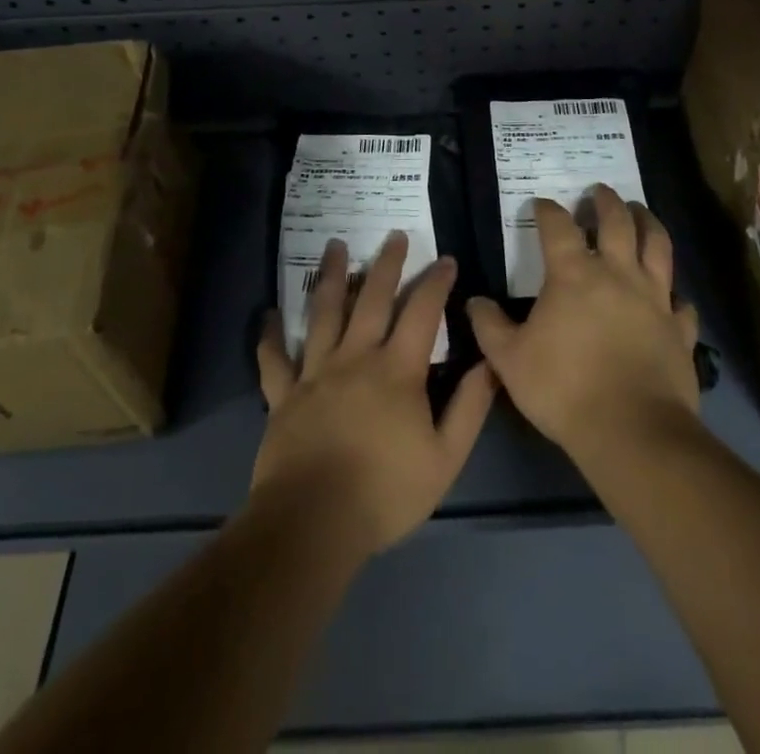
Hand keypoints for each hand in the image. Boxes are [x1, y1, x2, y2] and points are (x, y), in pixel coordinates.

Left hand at [253, 233, 495, 559]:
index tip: (446, 259)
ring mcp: (315, 372)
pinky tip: (269, 315)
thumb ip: (469, 408)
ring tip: (335, 246)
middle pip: (372, 298)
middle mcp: (356, 357)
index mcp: (397, 370)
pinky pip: (275, 359)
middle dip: (387, 264)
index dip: (436, 282)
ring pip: (324, 313)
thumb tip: (490, 364)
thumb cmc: (384, 493)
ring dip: (331, 276)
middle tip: (393, 236)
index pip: (422, 312)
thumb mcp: (445, 458)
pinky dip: (271, 336)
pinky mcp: (283, 395)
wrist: (313, 523)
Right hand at [467, 187, 699, 464]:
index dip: (548, 210)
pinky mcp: (679, 329)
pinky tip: (671, 296)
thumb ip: (489, 326)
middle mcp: (618, 274)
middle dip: (606, 201)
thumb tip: (474, 301)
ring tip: (641, 212)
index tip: (541, 204)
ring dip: (649, 223)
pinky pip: (682, 303)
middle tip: (599, 191)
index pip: (558, 227)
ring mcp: (654, 299)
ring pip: (658, 247)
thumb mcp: (509, 360)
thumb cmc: (564, 389)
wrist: (631, 431)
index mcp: (574, 275)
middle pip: (617, 222)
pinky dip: (675, 294)